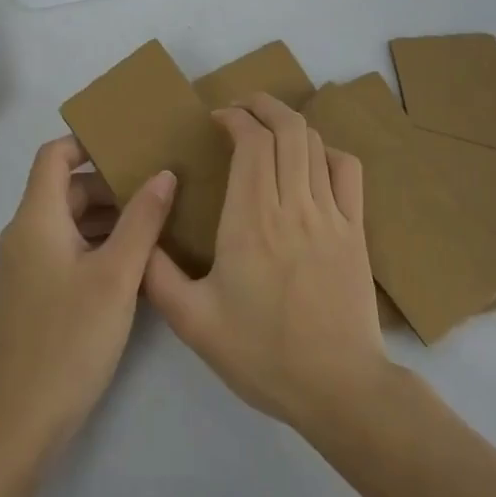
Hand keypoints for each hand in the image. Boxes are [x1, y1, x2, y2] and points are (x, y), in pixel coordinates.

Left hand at [0, 137, 176, 465]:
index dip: (86, 143)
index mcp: (37, 218)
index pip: (54, 155)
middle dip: (109, 184)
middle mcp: (25, 233)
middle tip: (158, 188)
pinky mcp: (34, 292)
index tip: (129, 145)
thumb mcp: (116, 276)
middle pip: (66, 189)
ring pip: (69, 222)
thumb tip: (164, 174)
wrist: (21, 421)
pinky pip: (66, 249)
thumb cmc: (69, 338)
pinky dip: (96, 244)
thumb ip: (142, 220)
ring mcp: (26, 265)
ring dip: (107, 217)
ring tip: (157, 221)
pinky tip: (135, 263)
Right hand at [143, 93, 388, 434]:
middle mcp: (293, 205)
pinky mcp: (356, 231)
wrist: (340, 390)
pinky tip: (312, 162)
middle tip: (240, 109)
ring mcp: (331, 215)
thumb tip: (139, 234)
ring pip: (315, 143)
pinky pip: (347, 171)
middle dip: (262, 106)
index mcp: (252, 220)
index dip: (234, 117)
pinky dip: (327, 152)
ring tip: (268, 126)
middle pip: (287, 129)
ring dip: (290, 123)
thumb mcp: (194, 323)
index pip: (252, 141)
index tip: (215, 120)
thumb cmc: (263, 354)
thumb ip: (157, 276)